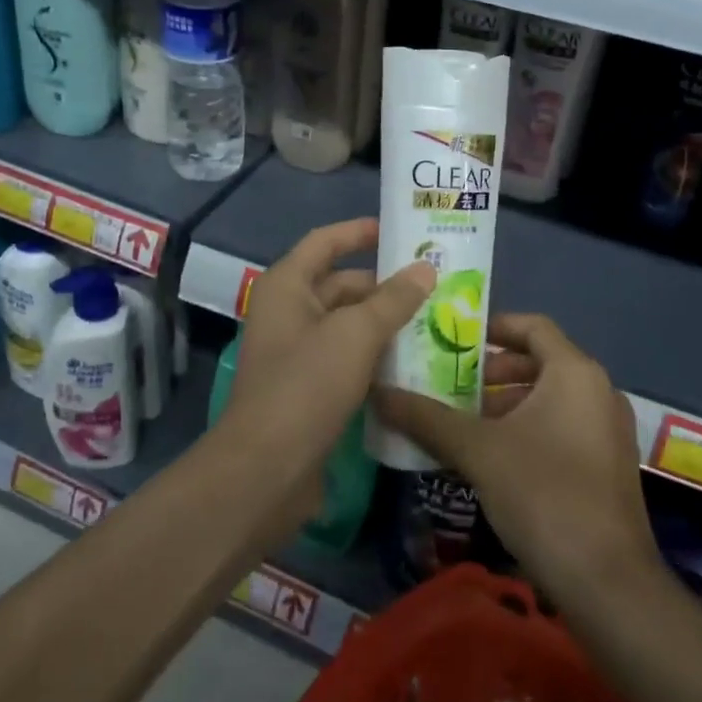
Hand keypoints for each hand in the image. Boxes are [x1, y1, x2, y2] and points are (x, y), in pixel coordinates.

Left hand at [218, 218, 434, 535]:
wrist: (266, 470)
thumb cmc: (306, 385)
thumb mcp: (355, 334)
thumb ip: (393, 299)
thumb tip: (425, 269)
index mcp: (287, 286)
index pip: (325, 242)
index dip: (359, 232)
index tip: (399, 231)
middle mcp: (288, 312)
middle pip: (340, 284)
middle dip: (384, 284)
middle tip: (435, 284)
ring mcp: (297, 353)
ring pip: (347, 324)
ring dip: (384, 322)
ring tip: (435, 319)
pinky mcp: (308, 389)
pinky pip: (347, 358)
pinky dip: (375, 354)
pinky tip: (413, 361)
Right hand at [372, 314, 659, 597]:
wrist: (608, 583)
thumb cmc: (543, 494)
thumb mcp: (477, 451)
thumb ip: (426, 418)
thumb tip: (378, 393)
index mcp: (575, 372)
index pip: (532, 326)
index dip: (492, 327)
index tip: (454, 341)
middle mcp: (599, 390)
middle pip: (540, 361)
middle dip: (493, 371)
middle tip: (452, 386)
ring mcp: (608, 430)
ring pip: (551, 398)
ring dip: (507, 403)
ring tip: (464, 424)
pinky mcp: (608, 465)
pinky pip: (563, 426)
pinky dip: (529, 428)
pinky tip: (494, 459)